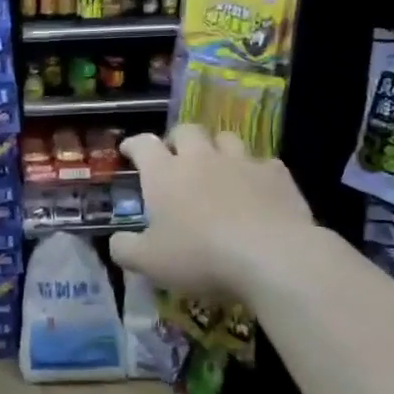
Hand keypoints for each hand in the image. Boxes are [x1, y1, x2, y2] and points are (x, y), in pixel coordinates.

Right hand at [109, 126, 317, 298]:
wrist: (272, 256)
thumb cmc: (199, 256)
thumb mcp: (148, 262)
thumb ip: (125, 249)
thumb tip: (117, 240)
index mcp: (164, 174)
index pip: (143, 145)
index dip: (133, 145)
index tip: (128, 150)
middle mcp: (201, 158)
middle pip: (187, 131)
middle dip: (177, 139)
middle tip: (174, 156)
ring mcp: (242, 163)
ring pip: (226, 138)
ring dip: (217, 148)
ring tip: (216, 166)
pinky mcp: (277, 175)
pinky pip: (263, 163)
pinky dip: (255, 171)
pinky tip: (256, 188)